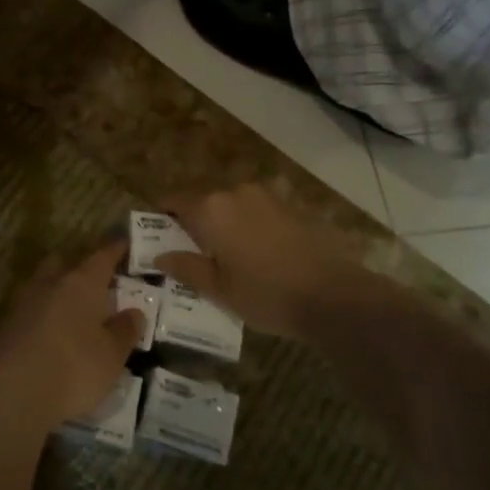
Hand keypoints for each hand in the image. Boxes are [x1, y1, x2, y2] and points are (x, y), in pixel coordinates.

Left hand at [0, 243, 145, 428]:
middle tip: (96, 279)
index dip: (115, 249)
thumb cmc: (72, 367)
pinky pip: (30, 310)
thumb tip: (134, 312)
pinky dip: (43, 315)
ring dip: (58, 290)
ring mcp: (22, 303)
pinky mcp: (4, 326)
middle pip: (64, 262)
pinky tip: (51, 333)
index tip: (125, 243)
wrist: (9, 392)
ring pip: (43, 284)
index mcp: (81, 282)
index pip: (102, 256)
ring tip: (74, 308)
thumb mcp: (111, 355)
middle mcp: (49, 283)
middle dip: (79, 265)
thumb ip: (124, 331)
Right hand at [155, 185, 377, 342]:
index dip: (161, 216)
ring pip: (230, 207)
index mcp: (210, 209)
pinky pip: (255, 213)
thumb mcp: (218, 288)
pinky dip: (246, 228)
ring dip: (223, 226)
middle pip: (203, 203)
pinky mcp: (288, 208)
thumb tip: (159, 256)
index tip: (156, 235)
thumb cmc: (265, 294)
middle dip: (194, 224)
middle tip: (191, 254)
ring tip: (225, 258)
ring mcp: (265, 197)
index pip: (174, 201)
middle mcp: (235, 193)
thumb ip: (185, 267)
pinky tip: (254, 256)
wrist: (333, 295)